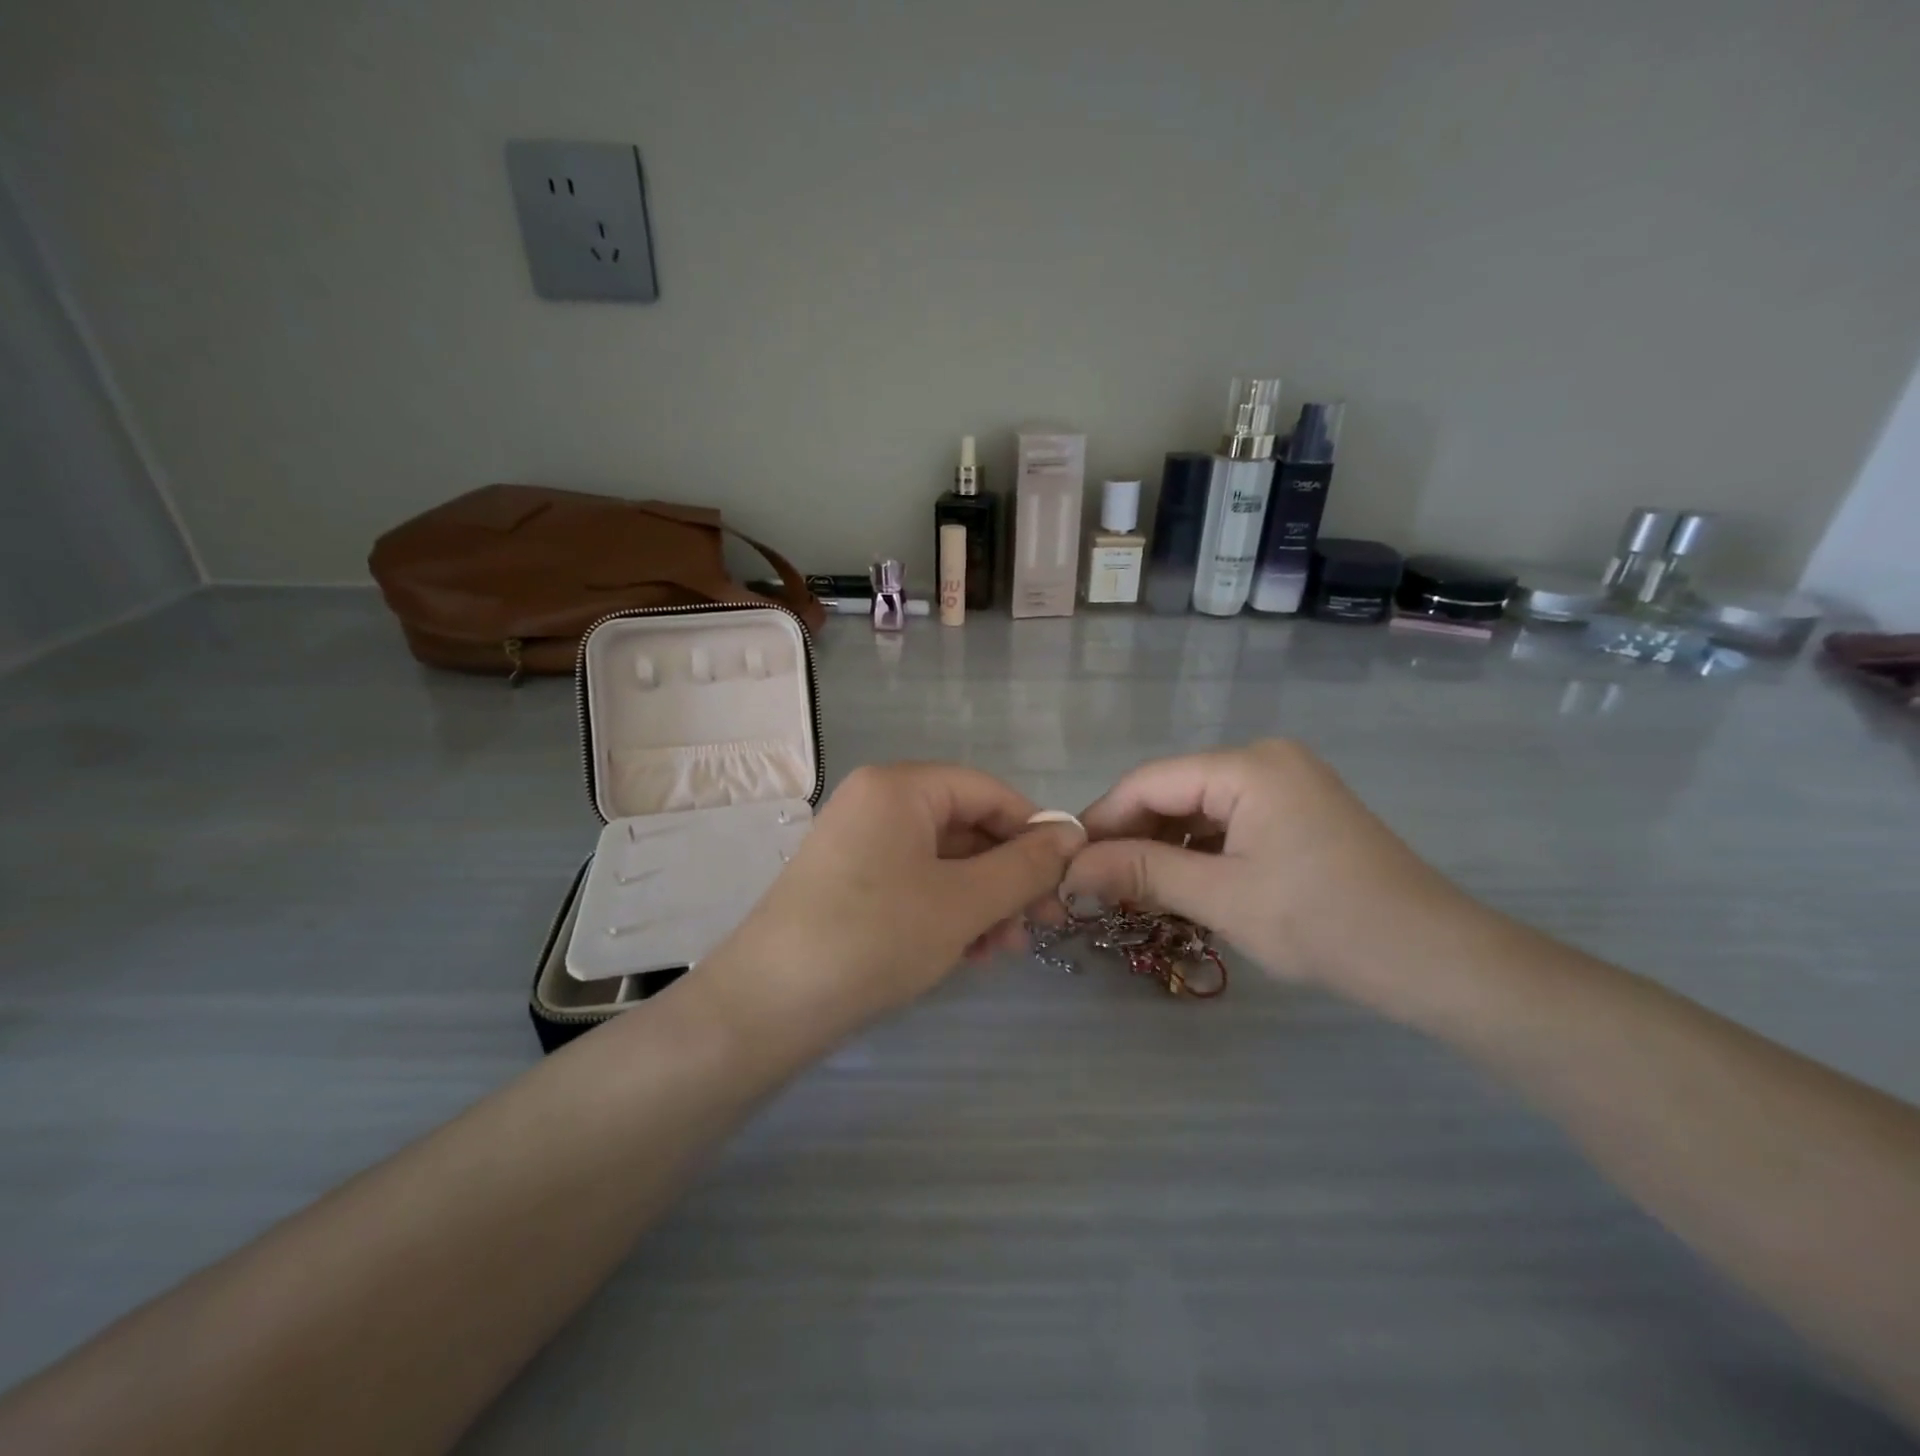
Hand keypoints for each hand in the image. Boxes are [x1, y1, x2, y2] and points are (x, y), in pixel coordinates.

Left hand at [696, 764, 1084, 1043]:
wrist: (767, 1006)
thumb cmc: (875, 937)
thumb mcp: (963, 902)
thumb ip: (1024, 866)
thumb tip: (1072, 834)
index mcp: (900, 786)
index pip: (988, 791)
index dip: (1033, 831)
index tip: (1067, 878)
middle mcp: (877, 802)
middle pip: (965, 826)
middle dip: (1007, 876)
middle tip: (1040, 926)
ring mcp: (858, 843)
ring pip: (942, 861)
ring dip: (982, 901)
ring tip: (1002, 950)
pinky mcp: (848, 882)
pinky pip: (913, 884)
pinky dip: (946, 912)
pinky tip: (966, 954)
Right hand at [1062, 740, 1465, 996]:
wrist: (1435, 960)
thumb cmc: (1324, 923)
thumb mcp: (1221, 897)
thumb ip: (1140, 872)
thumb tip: (1070, 867)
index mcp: (1248, 766)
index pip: (1149, 781)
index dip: (1102, 820)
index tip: (1066, 861)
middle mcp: (1265, 760)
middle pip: (1173, 791)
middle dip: (1131, 836)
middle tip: (1095, 884)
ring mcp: (1285, 784)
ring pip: (1198, 809)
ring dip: (1162, 847)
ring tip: (1129, 890)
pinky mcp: (1297, 811)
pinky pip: (1228, 822)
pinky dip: (1198, 851)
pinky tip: (1178, 883)